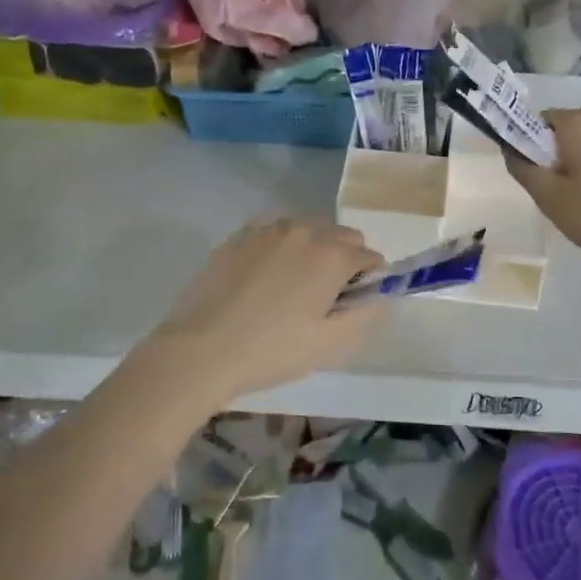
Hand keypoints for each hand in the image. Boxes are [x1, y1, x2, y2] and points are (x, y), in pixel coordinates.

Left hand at [141, 218, 387, 405]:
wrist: (199, 350)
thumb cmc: (272, 351)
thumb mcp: (331, 344)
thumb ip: (368, 314)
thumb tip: (380, 294)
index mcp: (331, 254)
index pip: (371, 257)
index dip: (369, 282)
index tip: (351, 307)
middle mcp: (304, 229)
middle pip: (343, 237)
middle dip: (344, 262)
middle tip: (323, 300)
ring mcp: (268, 228)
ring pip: (309, 230)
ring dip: (313, 251)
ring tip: (290, 290)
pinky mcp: (240, 235)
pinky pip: (276, 233)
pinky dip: (282, 249)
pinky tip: (263, 281)